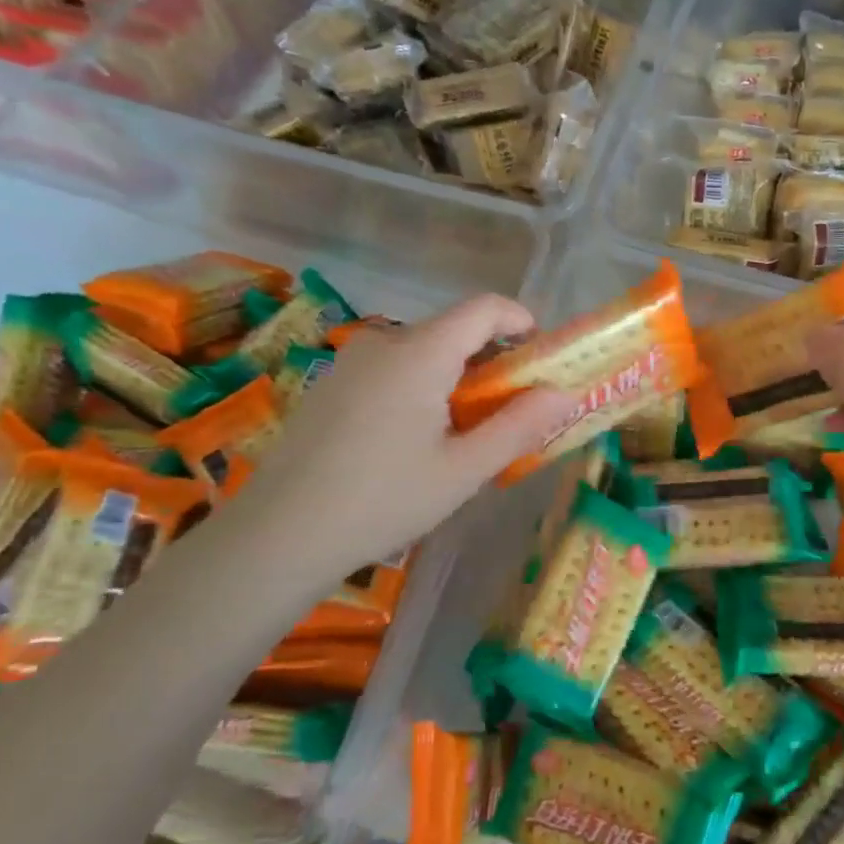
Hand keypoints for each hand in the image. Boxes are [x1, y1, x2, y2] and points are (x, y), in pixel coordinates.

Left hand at [242, 295, 573, 572]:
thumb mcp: (463, 470)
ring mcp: (350, 362)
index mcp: (420, 353)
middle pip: (452, 331)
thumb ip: (518, 426)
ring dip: (454, 378)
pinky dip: (420, 387)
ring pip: (421, 352)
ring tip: (462, 434)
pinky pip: (391, 369)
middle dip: (490, 361)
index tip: (540, 355)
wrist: (279, 534)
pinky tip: (412, 441)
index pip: (483, 308)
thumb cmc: (383, 500)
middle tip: (508, 411)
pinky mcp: (330, 385)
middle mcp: (384, 343)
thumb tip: (564, 393)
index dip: (519, 320)